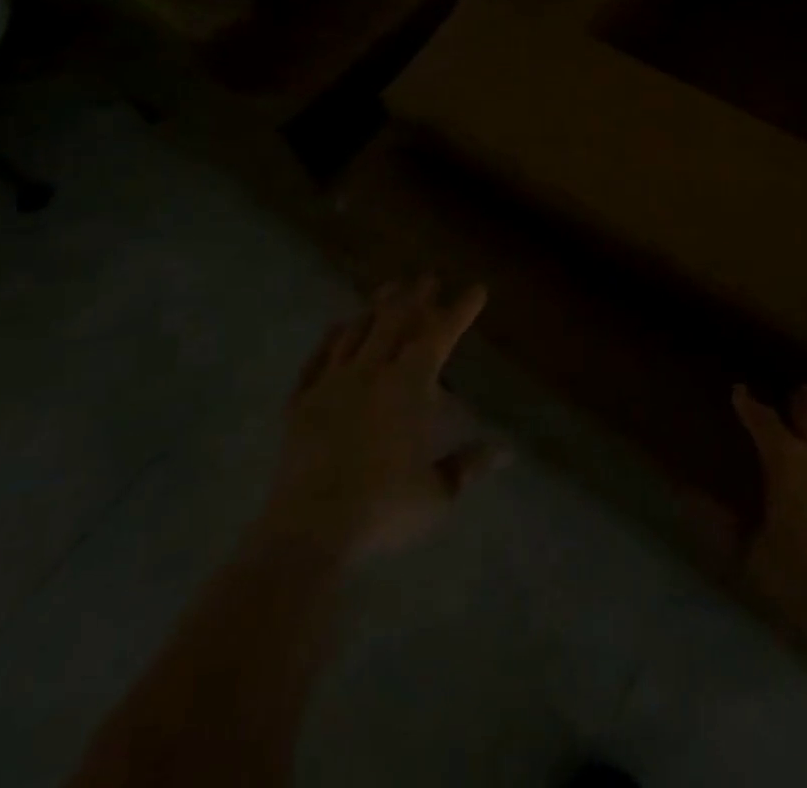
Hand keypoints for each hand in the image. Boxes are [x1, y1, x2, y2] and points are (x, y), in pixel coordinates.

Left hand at [261, 278, 503, 563]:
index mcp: (409, 385)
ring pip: (355, 332)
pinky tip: (335, 327)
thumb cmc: (383, 507)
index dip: (460, 310)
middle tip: (426, 278)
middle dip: (415, 297)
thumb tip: (506, 451)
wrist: (309, 529)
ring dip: (374, 308)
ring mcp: (332, 384)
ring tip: (387, 290)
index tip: (476, 290)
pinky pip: (316, 359)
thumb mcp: (437, 493)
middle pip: (395, 321)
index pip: (440, 334)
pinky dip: (328, 339)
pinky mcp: (300, 404)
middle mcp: (371, 372)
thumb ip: (468, 466)